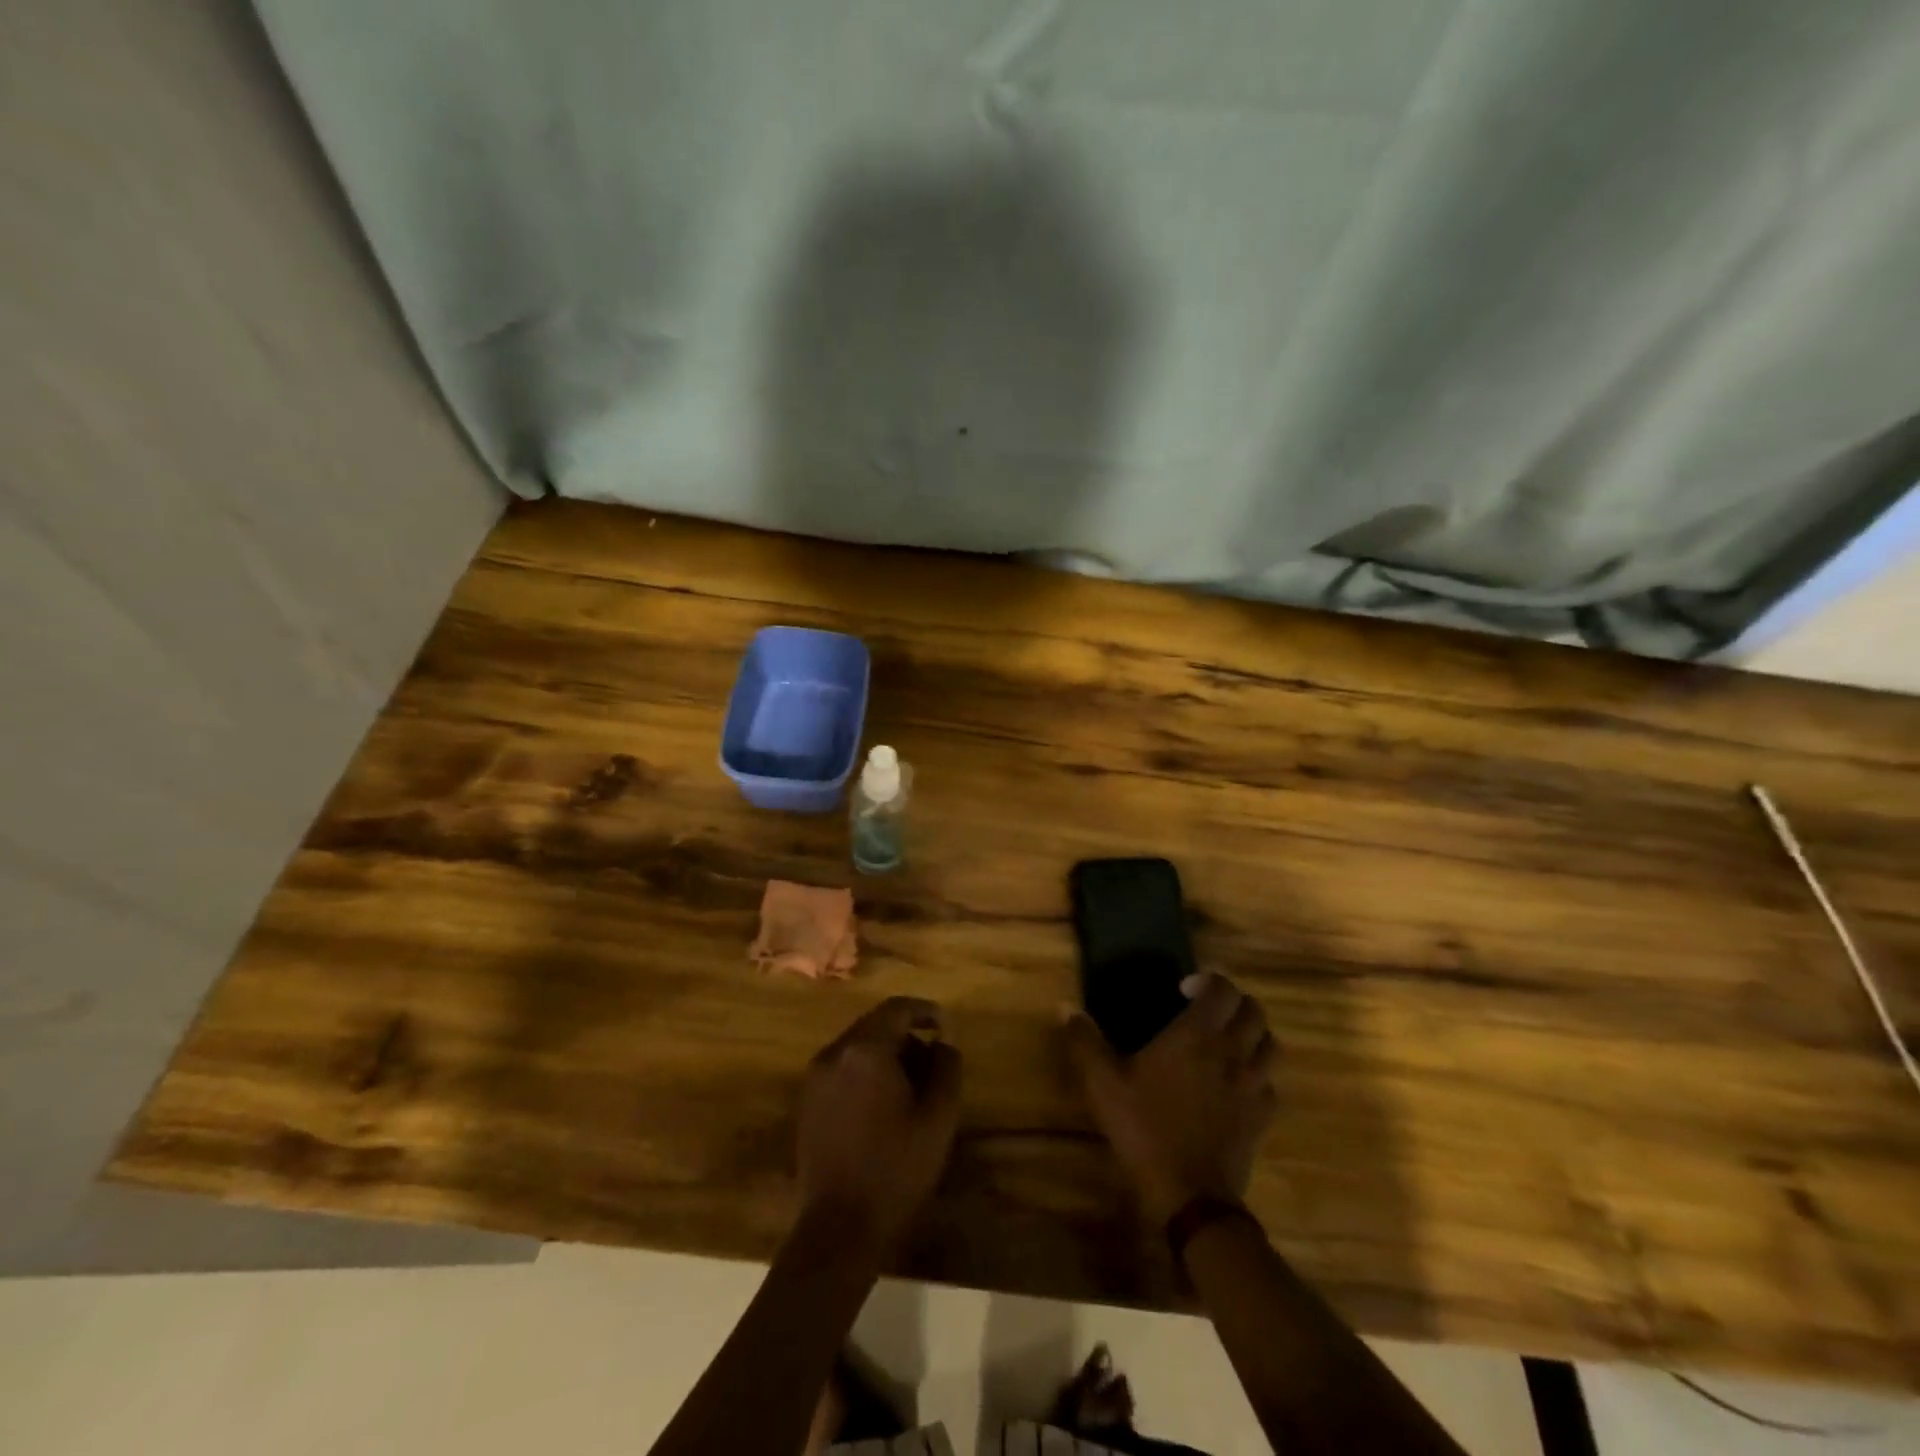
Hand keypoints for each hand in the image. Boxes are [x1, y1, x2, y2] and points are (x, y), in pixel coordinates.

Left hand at [796, 997, 962, 1253]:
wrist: (838, 1229)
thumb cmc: (895, 1170)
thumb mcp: (938, 1119)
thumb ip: (946, 1068)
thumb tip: (943, 1044)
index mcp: (865, 1050)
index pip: (897, 1009)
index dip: (924, 1011)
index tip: (945, 1026)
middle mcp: (834, 1053)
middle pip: (875, 1025)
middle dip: (906, 1035)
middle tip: (933, 1060)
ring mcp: (815, 1078)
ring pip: (857, 1048)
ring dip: (885, 1055)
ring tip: (911, 1086)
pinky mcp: (807, 1103)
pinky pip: (842, 1070)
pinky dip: (865, 1073)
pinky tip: (883, 1105)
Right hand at [1063, 972, 1277, 1224]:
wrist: (1190, 1196)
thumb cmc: (1145, 1129)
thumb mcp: (1103, 1084)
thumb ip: (1085, 1042)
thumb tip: (1066, 1008)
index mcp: (1197, 1035)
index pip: (1223, 989)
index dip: (1208, 981)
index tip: (1183, 990)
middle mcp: (1233, 1052)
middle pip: (1253, 1010)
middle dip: (1233, 1002)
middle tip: (1207, 1011)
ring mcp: (1254, 1085)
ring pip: (1270, 1043)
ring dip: (1252, 1034)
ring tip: (1227, 1042)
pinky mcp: (1263, 1116)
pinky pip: (1270, 1082)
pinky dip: (1258, 1073)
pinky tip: (1236, 1084)